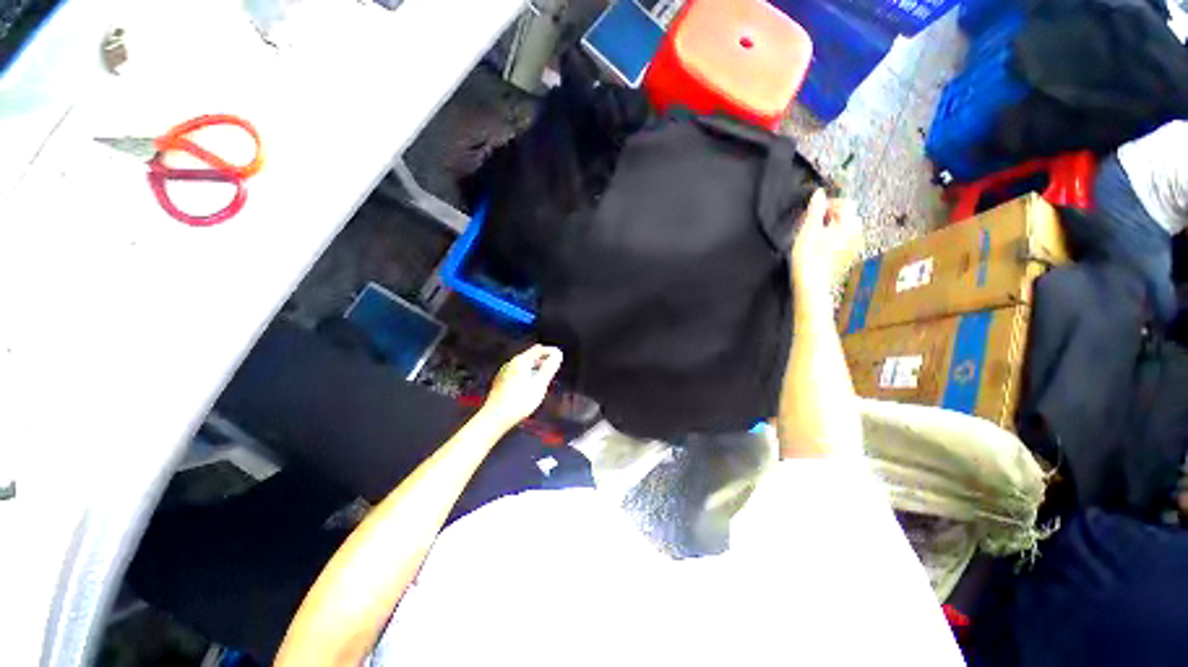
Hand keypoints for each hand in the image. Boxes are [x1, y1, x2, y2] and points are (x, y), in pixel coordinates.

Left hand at [482, 345, 563, 427]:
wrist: (495, 417)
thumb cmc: (520, 400)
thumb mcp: (539, 384)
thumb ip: (549, 368)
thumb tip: (558, 354)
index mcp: (521, 361)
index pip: (539, 350)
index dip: (551, 351)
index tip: (560, 357)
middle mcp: (511, 363)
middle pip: (530, 356)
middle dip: (543, 359)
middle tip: (554, 367)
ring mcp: (504, 372)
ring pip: (523, 365)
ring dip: (535, 367)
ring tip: (543, 377)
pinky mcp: (500, 381)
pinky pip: (517, 372)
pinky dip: (527, 374)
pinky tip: (529, 385)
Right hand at [791, 189, 863, 304]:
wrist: (811, 283)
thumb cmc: (808, 257)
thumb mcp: (808, 230)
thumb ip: (815, 210)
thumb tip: (819, 193)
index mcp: (849, 225)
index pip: (846, 203)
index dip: (829, 203)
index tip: (813, 211)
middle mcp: (857, 233)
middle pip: (847, 215)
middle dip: (831, 215)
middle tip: (812, 223)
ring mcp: (854, 246)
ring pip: (846, 228)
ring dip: (832, 226)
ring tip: (815, 234)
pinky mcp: (848, 256)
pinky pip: (845, 240)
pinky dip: (834, 237)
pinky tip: (820, 246)